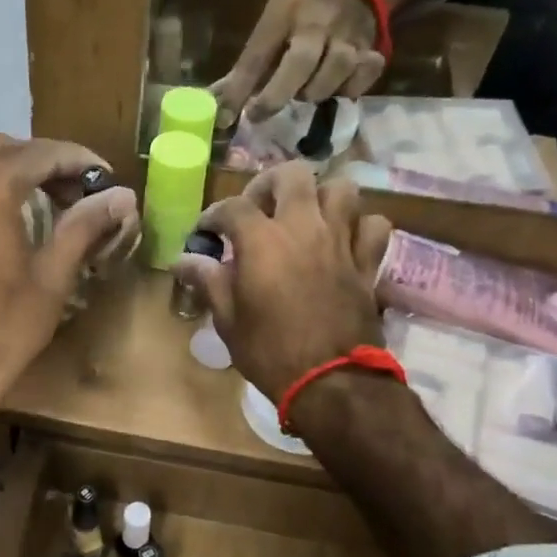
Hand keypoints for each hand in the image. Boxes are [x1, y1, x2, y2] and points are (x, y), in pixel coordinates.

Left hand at [0, 134, 138, 407]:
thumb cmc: (0, 331)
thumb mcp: (51, 279)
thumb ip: (84, 227)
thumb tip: (121, 196)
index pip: (40, 153)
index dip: (78, 160)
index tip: (105, 178)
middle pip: (0, 149)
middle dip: (40, 161)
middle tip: (73, 192)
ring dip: (7, 175)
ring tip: (41, 206)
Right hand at [173, 165, 390, 401]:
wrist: (330, 381)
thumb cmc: (270, 352)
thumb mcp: (228, 320)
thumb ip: (208, 281)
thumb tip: (183, 261)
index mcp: (262, 240)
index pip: (231, 207)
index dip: (213, 216)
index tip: (206, 233)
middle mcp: (303, 227)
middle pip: (291, 176)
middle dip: (269, 185)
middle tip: (259, 210)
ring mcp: (341, 241)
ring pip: (340, 189)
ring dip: (320, 197)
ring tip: (305, 218)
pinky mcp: (367, 262)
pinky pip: (374, 225)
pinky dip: (360, 225)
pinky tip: (344, 240)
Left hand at [211, 0, 385, 125]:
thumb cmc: (301, 17)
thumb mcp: (272, 27)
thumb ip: (248, 66)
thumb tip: (218, 106)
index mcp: (285, 11)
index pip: (257, 54)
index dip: (239, 90)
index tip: (225, 117)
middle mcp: (319, 20)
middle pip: (301, 61)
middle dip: (277, 94)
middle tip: (260, 114)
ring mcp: (350, 36)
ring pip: (333, 75)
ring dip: (313, 93)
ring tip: (303, 91)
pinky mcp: (373, 51)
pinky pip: (359, 81)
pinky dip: (347, 91)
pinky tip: (336, 88)